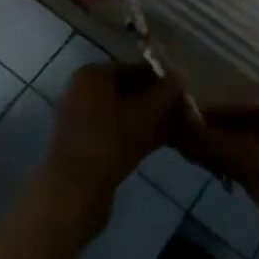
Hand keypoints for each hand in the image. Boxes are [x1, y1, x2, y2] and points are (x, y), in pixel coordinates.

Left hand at [43, 62, 182, 234]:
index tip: (184, 89)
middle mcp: (82, 91)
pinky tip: (163, 142)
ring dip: (150, 119)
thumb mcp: (145, 114)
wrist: (75, 190)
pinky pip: (116, 130)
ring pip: (124, 113)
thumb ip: (165, 92)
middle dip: (157, 100)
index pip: (133, 67)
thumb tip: (181, 76)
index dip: (161, 77)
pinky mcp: (84, 144)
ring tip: (180, 128)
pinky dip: (137, 133)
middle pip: (128, 90)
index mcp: (92, 75)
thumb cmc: (110, 141)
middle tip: (184, 110)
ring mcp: (81, 119)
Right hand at [177, 86, 258, 258]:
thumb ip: (214, 143)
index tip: (193, 119)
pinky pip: (258, 163)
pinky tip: (220, 176)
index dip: (222, 106)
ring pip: (252, 142)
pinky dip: (238, 165)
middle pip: (250, 118)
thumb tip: (179, 130)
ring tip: (200, 158)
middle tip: (191, 140)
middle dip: (222, 128)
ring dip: (228, 147)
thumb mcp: (251, 161)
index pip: (250, 97)